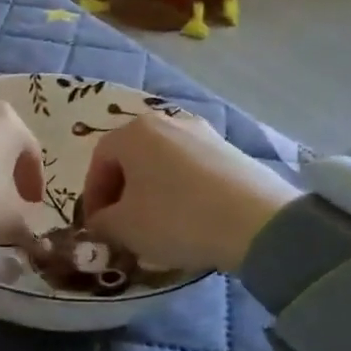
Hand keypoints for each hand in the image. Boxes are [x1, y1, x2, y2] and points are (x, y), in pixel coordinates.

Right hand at [81, 112, 297, 274]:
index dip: (92, 196)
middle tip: (121, 226)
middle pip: (132, 158)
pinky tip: (188, 219)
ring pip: (162, 164)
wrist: (257, 222)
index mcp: (134, 132)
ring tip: (156, 226)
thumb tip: (99, 223)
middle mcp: (167, 122)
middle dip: (121, 193)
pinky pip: (192, 170)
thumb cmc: (176, 218)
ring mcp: (204, 134)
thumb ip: (101, 223)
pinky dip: (181, 192)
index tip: (94, 226)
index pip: (99, 161)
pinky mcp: (231, 151)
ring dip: (151, 192)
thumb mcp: (124, 228)